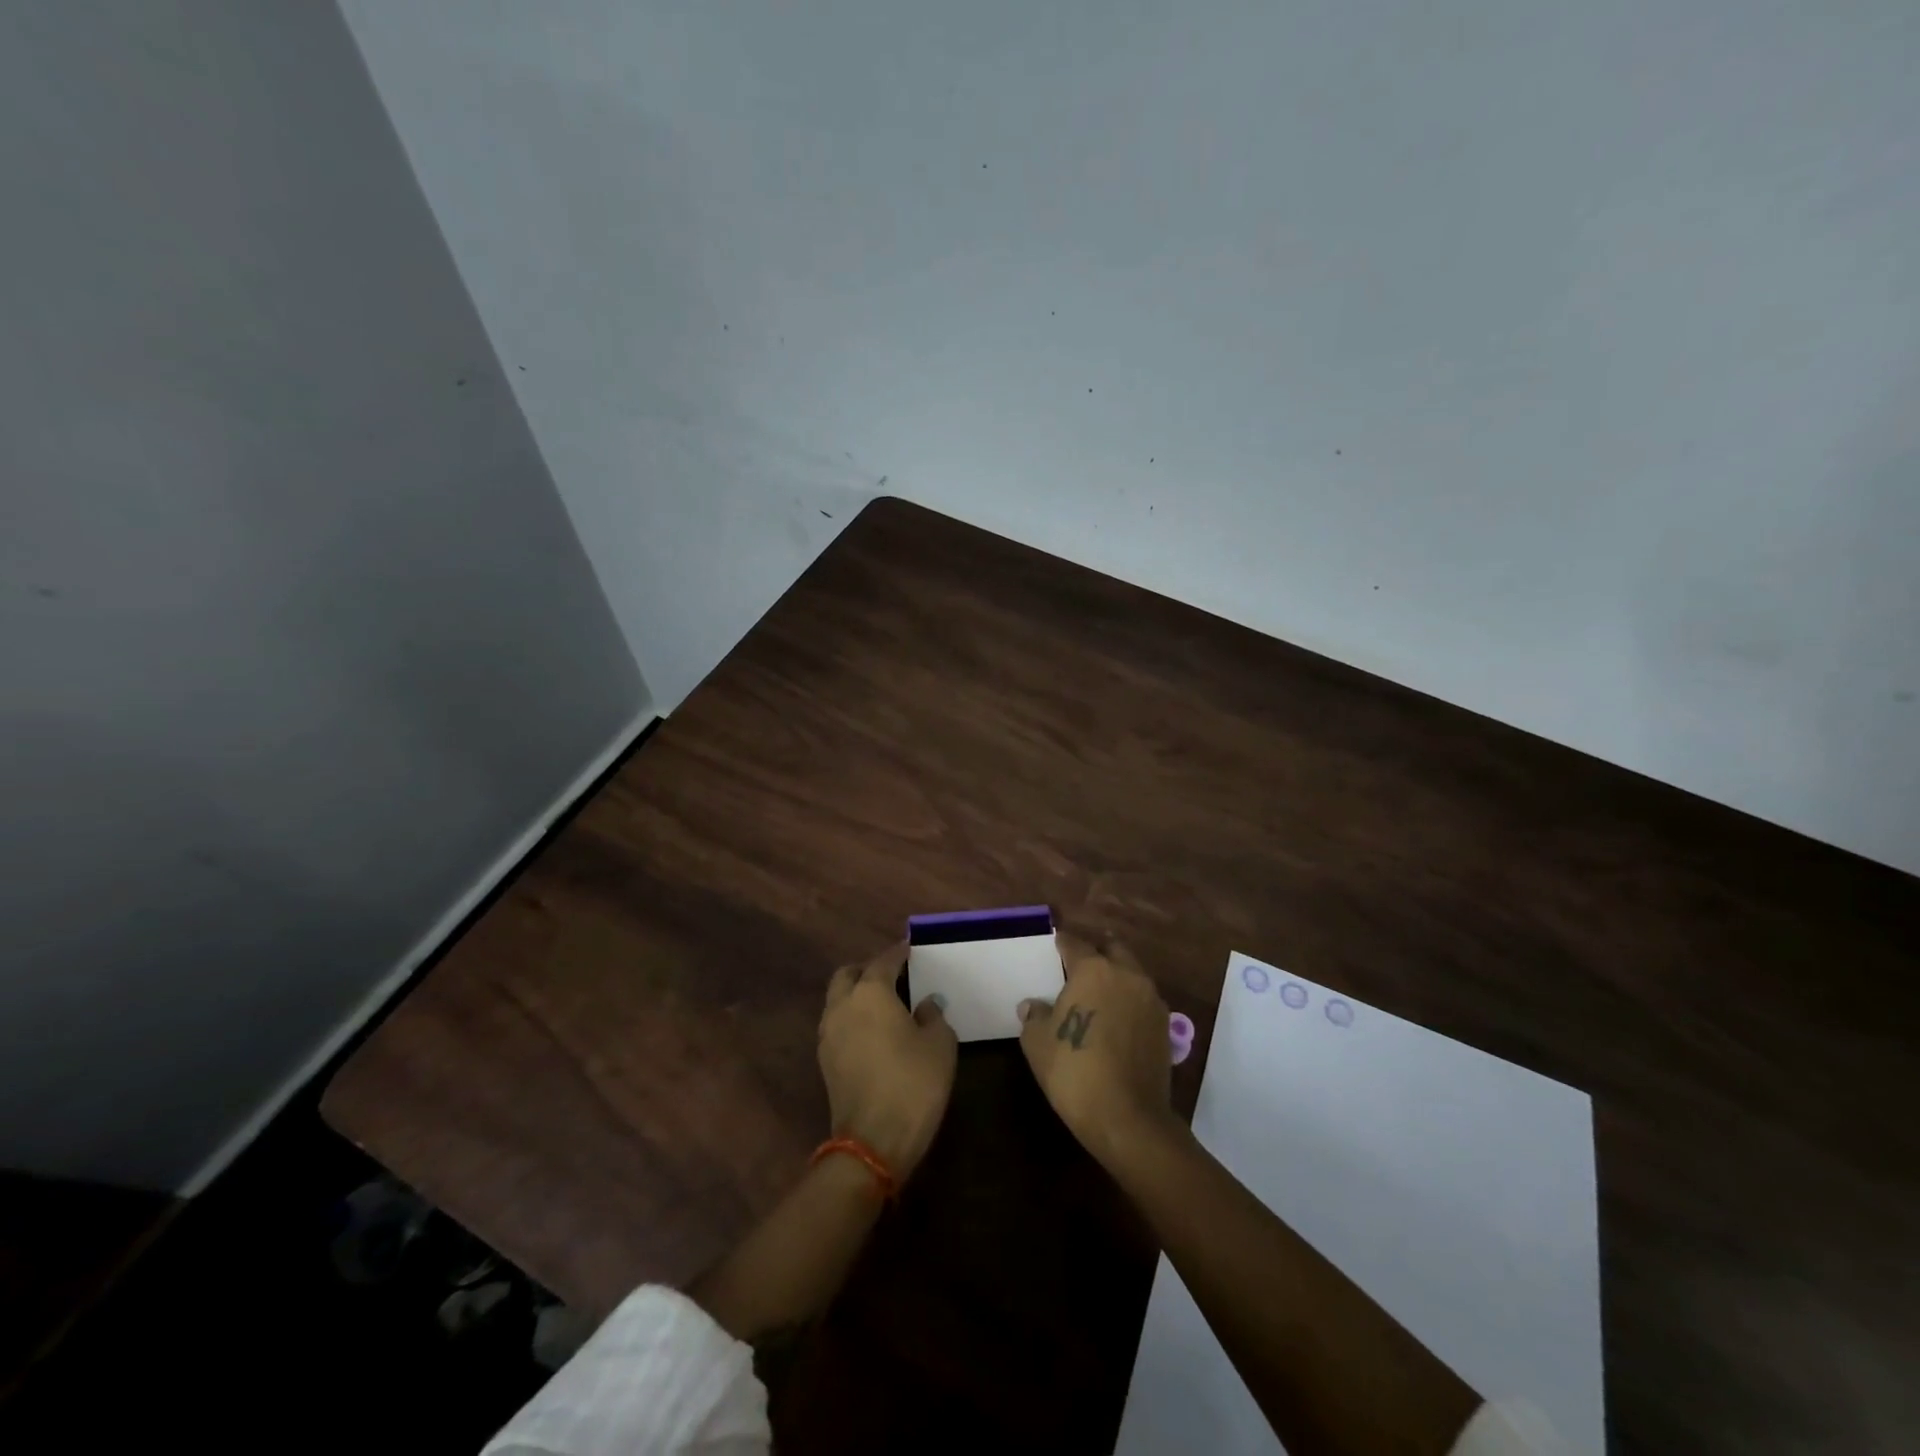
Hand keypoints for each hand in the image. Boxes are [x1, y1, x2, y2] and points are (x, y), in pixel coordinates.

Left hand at [819, 943, 956, 1178]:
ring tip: (883, 1003)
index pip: (884, 961)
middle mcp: (842, 1005)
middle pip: (848, 974)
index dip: (899, 953)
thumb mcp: (939, 1044)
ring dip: (856, 994)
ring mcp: (828, 1034)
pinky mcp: (825, 1061)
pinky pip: (837, 1024)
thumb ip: (933, 1015)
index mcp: (870, 992)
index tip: (911, 949)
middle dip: (868, 969)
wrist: (873, 1142)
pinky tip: (873, 1030)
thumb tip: (925, 1003)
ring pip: (838, 999)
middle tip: (893, 975)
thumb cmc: (913, 1083)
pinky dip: (852, 1018)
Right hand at [1019, 933, 1176, 1161]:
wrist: (1128, 1118)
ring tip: (1098, 993)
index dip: (1062, 942)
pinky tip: (1116, 1019)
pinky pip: (1143, 1000)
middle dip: (1096, 951)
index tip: (1054, 944)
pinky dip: (1129, 1001)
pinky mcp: (1164, 1025)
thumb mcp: (1038, 1043)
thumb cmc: (1075, 1072)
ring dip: (1116, 976)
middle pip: (1111, 949)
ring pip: (1131, 973)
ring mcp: (1150, 999)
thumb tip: (1032, 1005)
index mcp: (1093, 970)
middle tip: (1079, 964)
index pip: (1074, 943)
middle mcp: (1126, 975)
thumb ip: (1034, 1016)